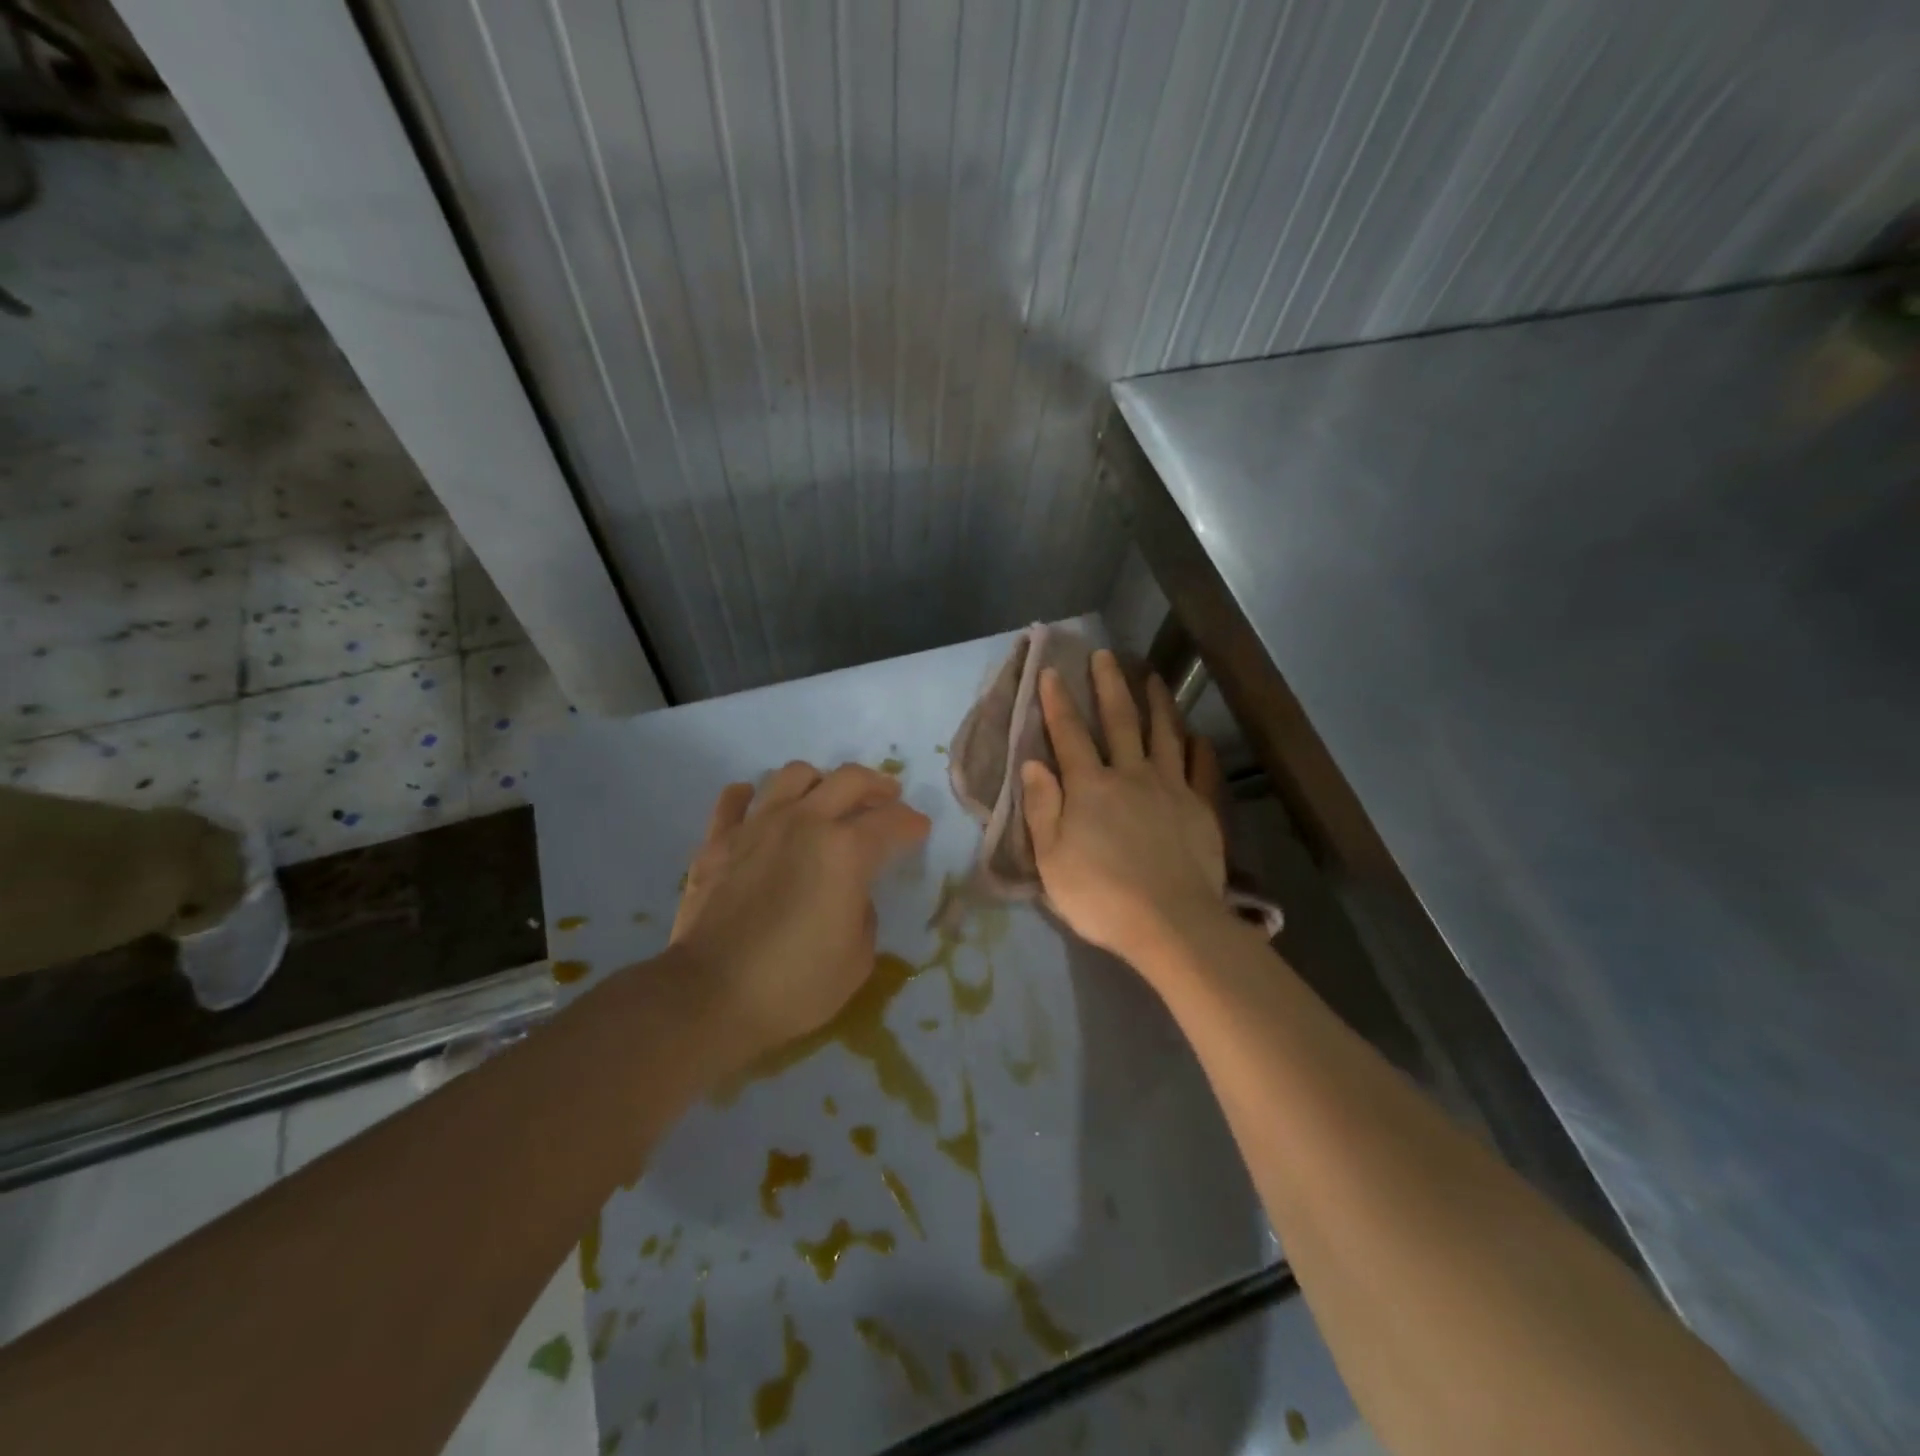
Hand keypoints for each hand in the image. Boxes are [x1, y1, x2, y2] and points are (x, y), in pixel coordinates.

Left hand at [670, 762, 929, 1065]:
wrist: (710, 996)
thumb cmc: (795, 984)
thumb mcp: (858, 958)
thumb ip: (863, 912)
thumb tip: (851, 892)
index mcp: (846, 850)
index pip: (892, 821)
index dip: (912, 824)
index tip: (919, 830)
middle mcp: (804, 822)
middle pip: (849, 779)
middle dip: (877, 785)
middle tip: (887, 798)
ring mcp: (757, 825)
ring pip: (793, 775)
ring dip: (818, 782)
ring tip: (824, 799)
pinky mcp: (718, 840)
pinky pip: (734, 799)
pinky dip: (752, 797)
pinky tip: (759, 808)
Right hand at [1021, 650, 1229, 963]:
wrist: (1169, 923)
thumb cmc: (1099, 895)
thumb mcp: (1051, 858)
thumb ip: (1042, 806)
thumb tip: (1032, 762)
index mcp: (1089, 787)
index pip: (1069, 735)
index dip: (1058, 702)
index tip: (1051, 672)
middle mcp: (1130, 775)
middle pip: (1119, 721)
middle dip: (1109, 686)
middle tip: (1105, 656)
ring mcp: (1170, 788)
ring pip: (1164, 735)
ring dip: (1157, 704)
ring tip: (1154, 678)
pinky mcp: (1200, 808)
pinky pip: (1201, 769)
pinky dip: (1198, 748)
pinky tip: (1196, 735)